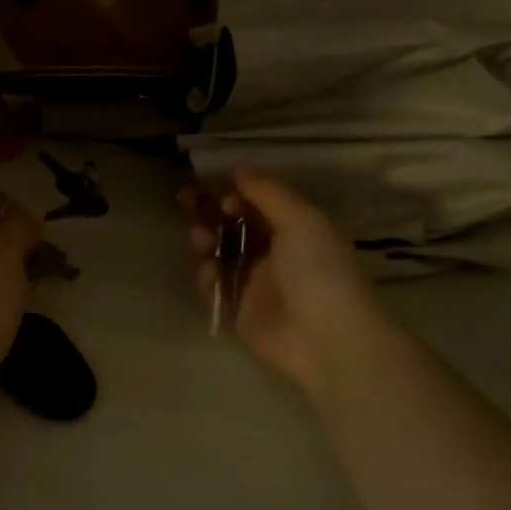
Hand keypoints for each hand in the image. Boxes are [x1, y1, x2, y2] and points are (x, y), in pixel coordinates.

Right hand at [181, 171, 381, 400]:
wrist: (327, 339)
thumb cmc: (319, 271)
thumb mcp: (301, 220)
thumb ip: (268, 193)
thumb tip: (239, 171)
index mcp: (295, 230)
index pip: (257, 204)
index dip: (233, 193)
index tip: (214, 188)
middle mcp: (274, 254)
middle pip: (233, 226)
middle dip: (209, 213)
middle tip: (184, 200)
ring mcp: (256, 284)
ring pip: (220, 254)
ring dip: (205, 242)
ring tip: (200, 239)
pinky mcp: (240, 311)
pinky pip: (215, 288)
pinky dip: (207, 277)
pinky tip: (208, 272)